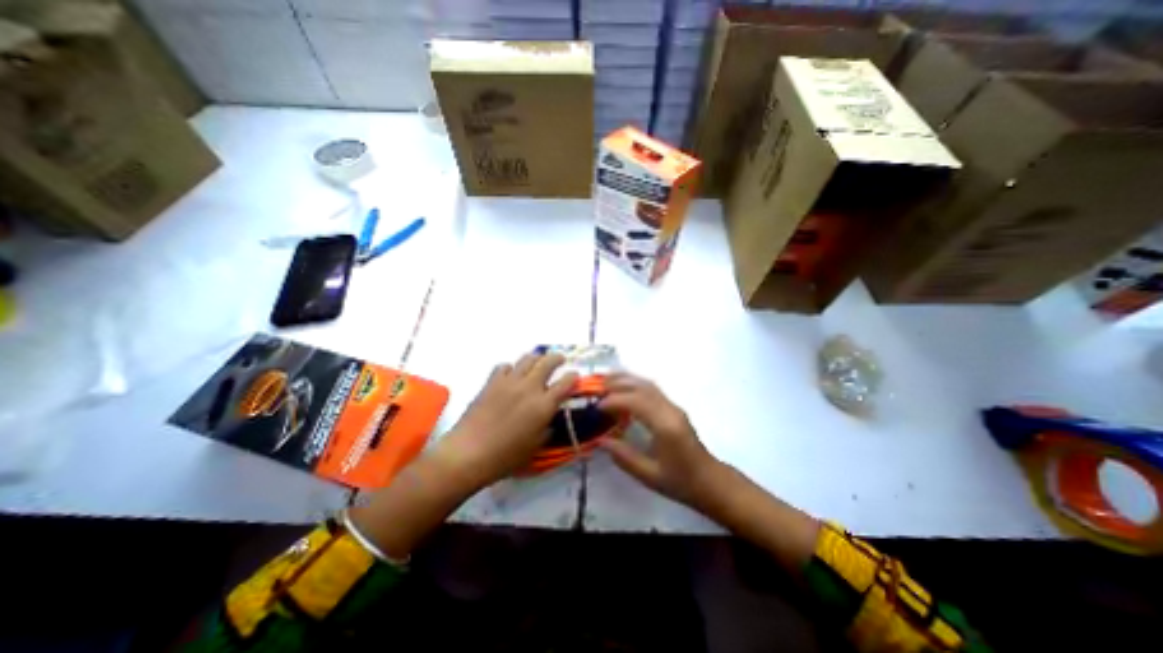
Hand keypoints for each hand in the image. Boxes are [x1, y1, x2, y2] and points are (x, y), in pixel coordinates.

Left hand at [431, 355, 575, 491]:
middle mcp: (529, 387)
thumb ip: (546, 429)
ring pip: (527, 359)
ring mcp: (509, 382)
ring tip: (538, 363)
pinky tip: (511, 376)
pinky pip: (505, 366)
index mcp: (544, 405)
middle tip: (560, 360)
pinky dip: (511, 368)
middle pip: (548, 362)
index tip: (574, 376)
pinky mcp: (492, 382)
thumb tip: (549, 419)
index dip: (572, 377)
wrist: (469, 453)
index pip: (565, 383)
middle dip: (557, 358)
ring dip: (536, 358)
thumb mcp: (534, 447)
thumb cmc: (505, 456)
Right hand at [595, 374, 724, 506]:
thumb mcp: (650, 476)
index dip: (615, 400)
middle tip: (597, 386)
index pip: (637, 402)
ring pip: (648, 384)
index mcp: (665, 426)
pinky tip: (624, 388)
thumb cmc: (681, 481)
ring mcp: (674, 407)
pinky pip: (652, 389)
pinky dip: (635, 384)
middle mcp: (670, 410)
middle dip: (619, 383)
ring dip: (627, 379)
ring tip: (606, 380)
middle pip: (643, 387)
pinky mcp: (674, 408)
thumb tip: (600, 441)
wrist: (710, 481)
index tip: (597, 406)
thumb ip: (624, 457)